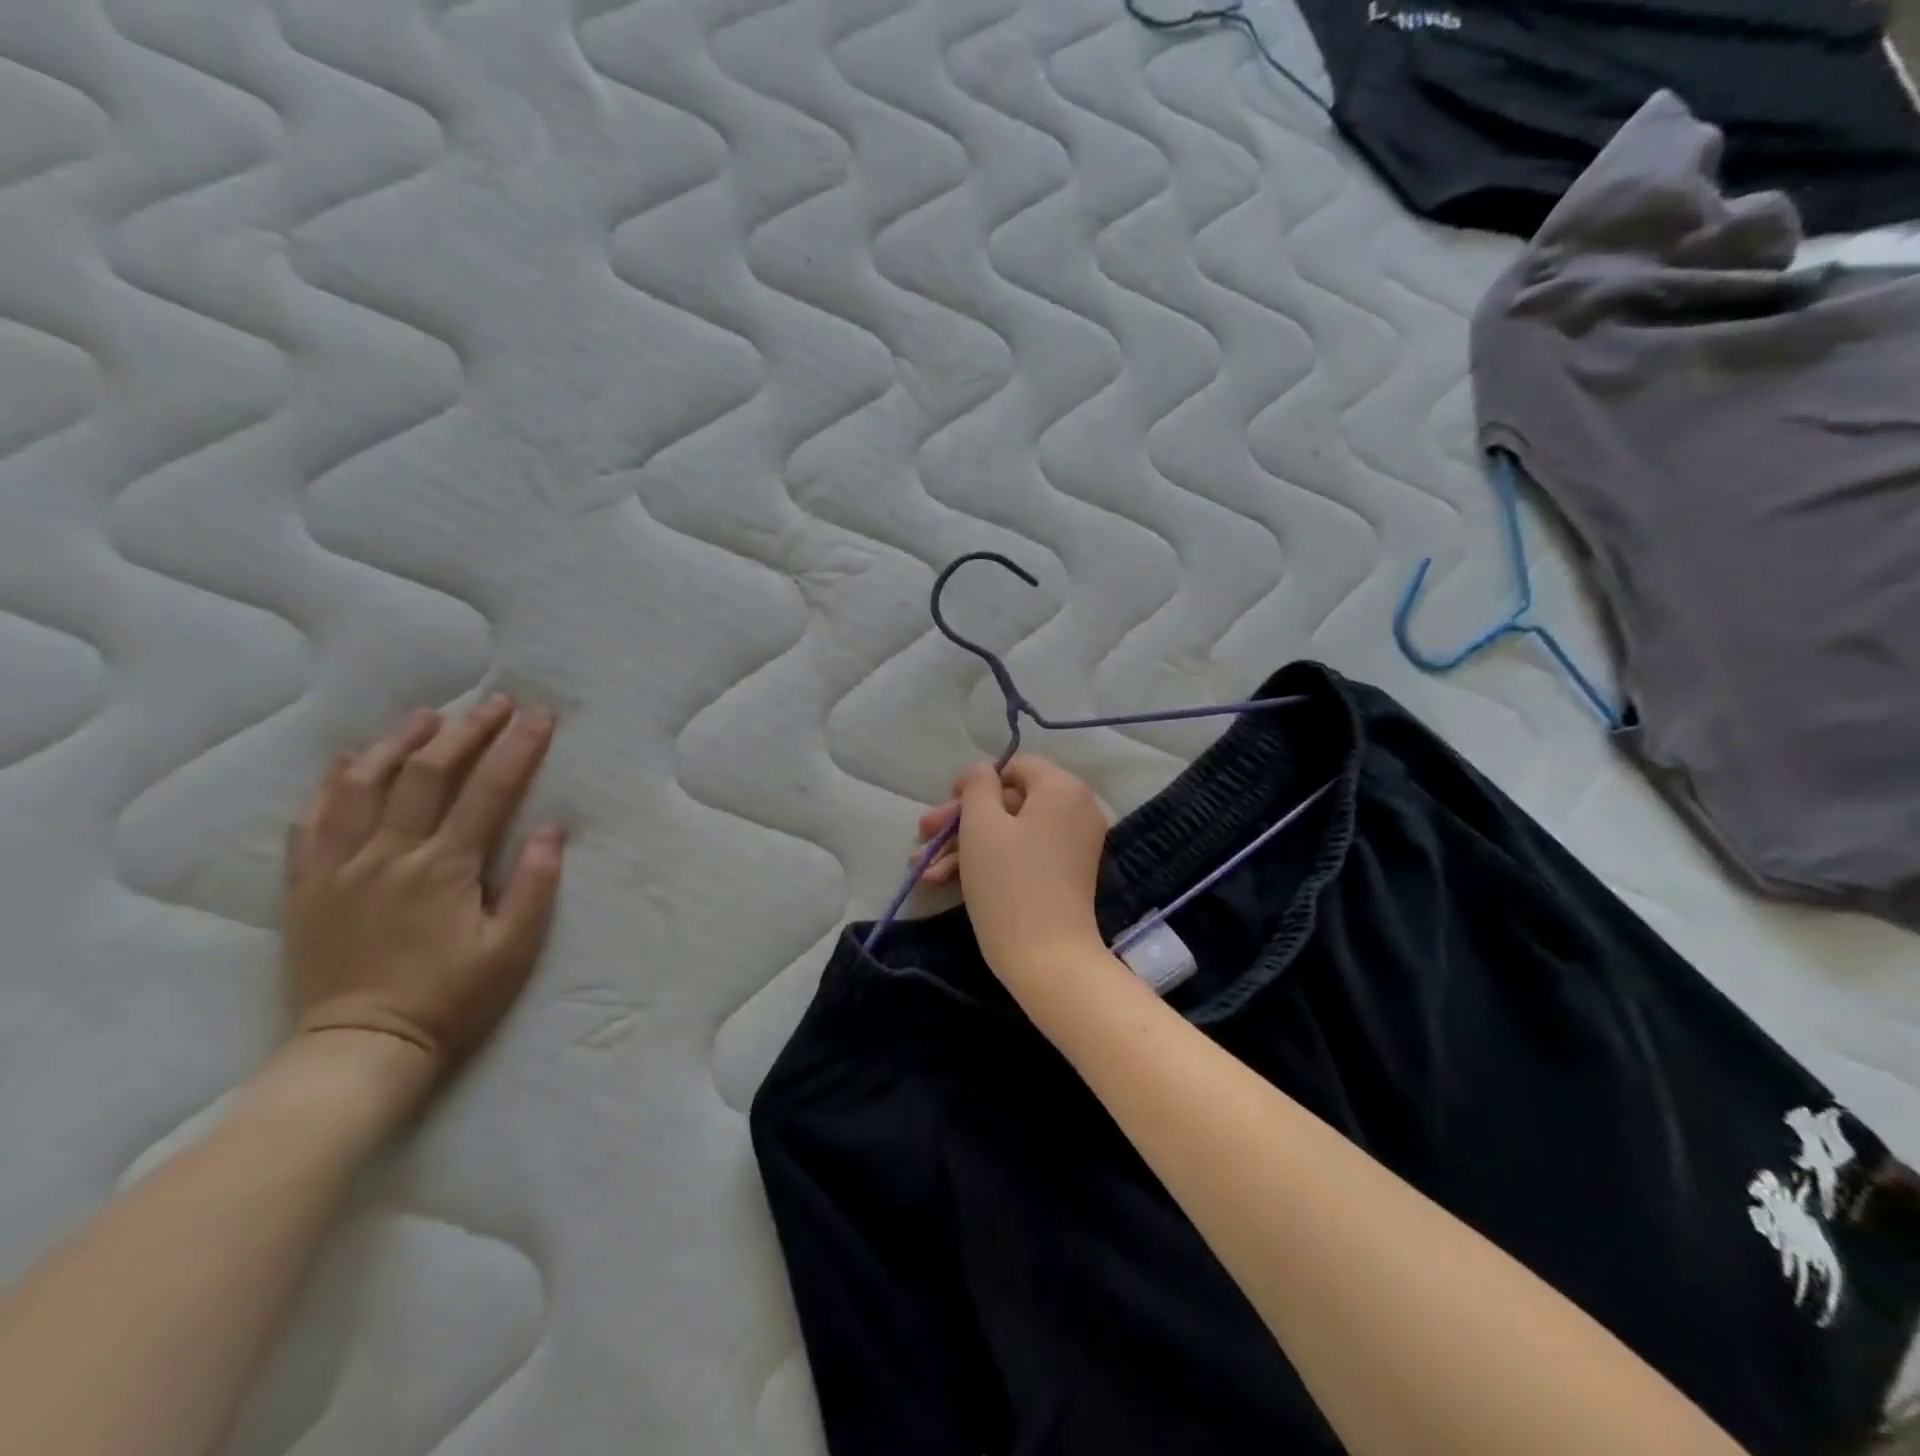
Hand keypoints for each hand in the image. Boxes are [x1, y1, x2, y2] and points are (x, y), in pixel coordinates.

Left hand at [283, 696, 565, 1077]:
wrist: (359, 1049)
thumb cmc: (450, 1000)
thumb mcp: (512, 950)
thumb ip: (533, 886)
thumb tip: (552, 829)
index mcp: (445, 868)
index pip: (489, 790)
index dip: (518, 747)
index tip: (540, 715)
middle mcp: (390, 854)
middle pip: (427, 773)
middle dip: (466, 731)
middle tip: (493, 702)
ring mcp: (340, 867)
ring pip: (363, 785)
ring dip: (397, 743)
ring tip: (426, 716)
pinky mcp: (306, 887)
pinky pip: (311, 822)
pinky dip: (331, 783)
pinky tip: (348, 761)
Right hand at [915, 755, 1107, 981]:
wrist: (1047, 958)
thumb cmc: (1009, 882)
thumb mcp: (982, 824)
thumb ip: (977, 785)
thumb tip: (983, 772)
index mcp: (1063, 788)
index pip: (1015, 767)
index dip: (975, 783)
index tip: (945, 808)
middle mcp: (1076, 810)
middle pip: (1009, 801)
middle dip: (960, 820)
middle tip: (922, 835)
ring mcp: (1072, 844)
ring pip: (1011, 831)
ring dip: (965, 845)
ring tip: (922, 867)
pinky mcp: (1064, 875)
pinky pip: (1024, 853)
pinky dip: (988, 861)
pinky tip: (944, 880)